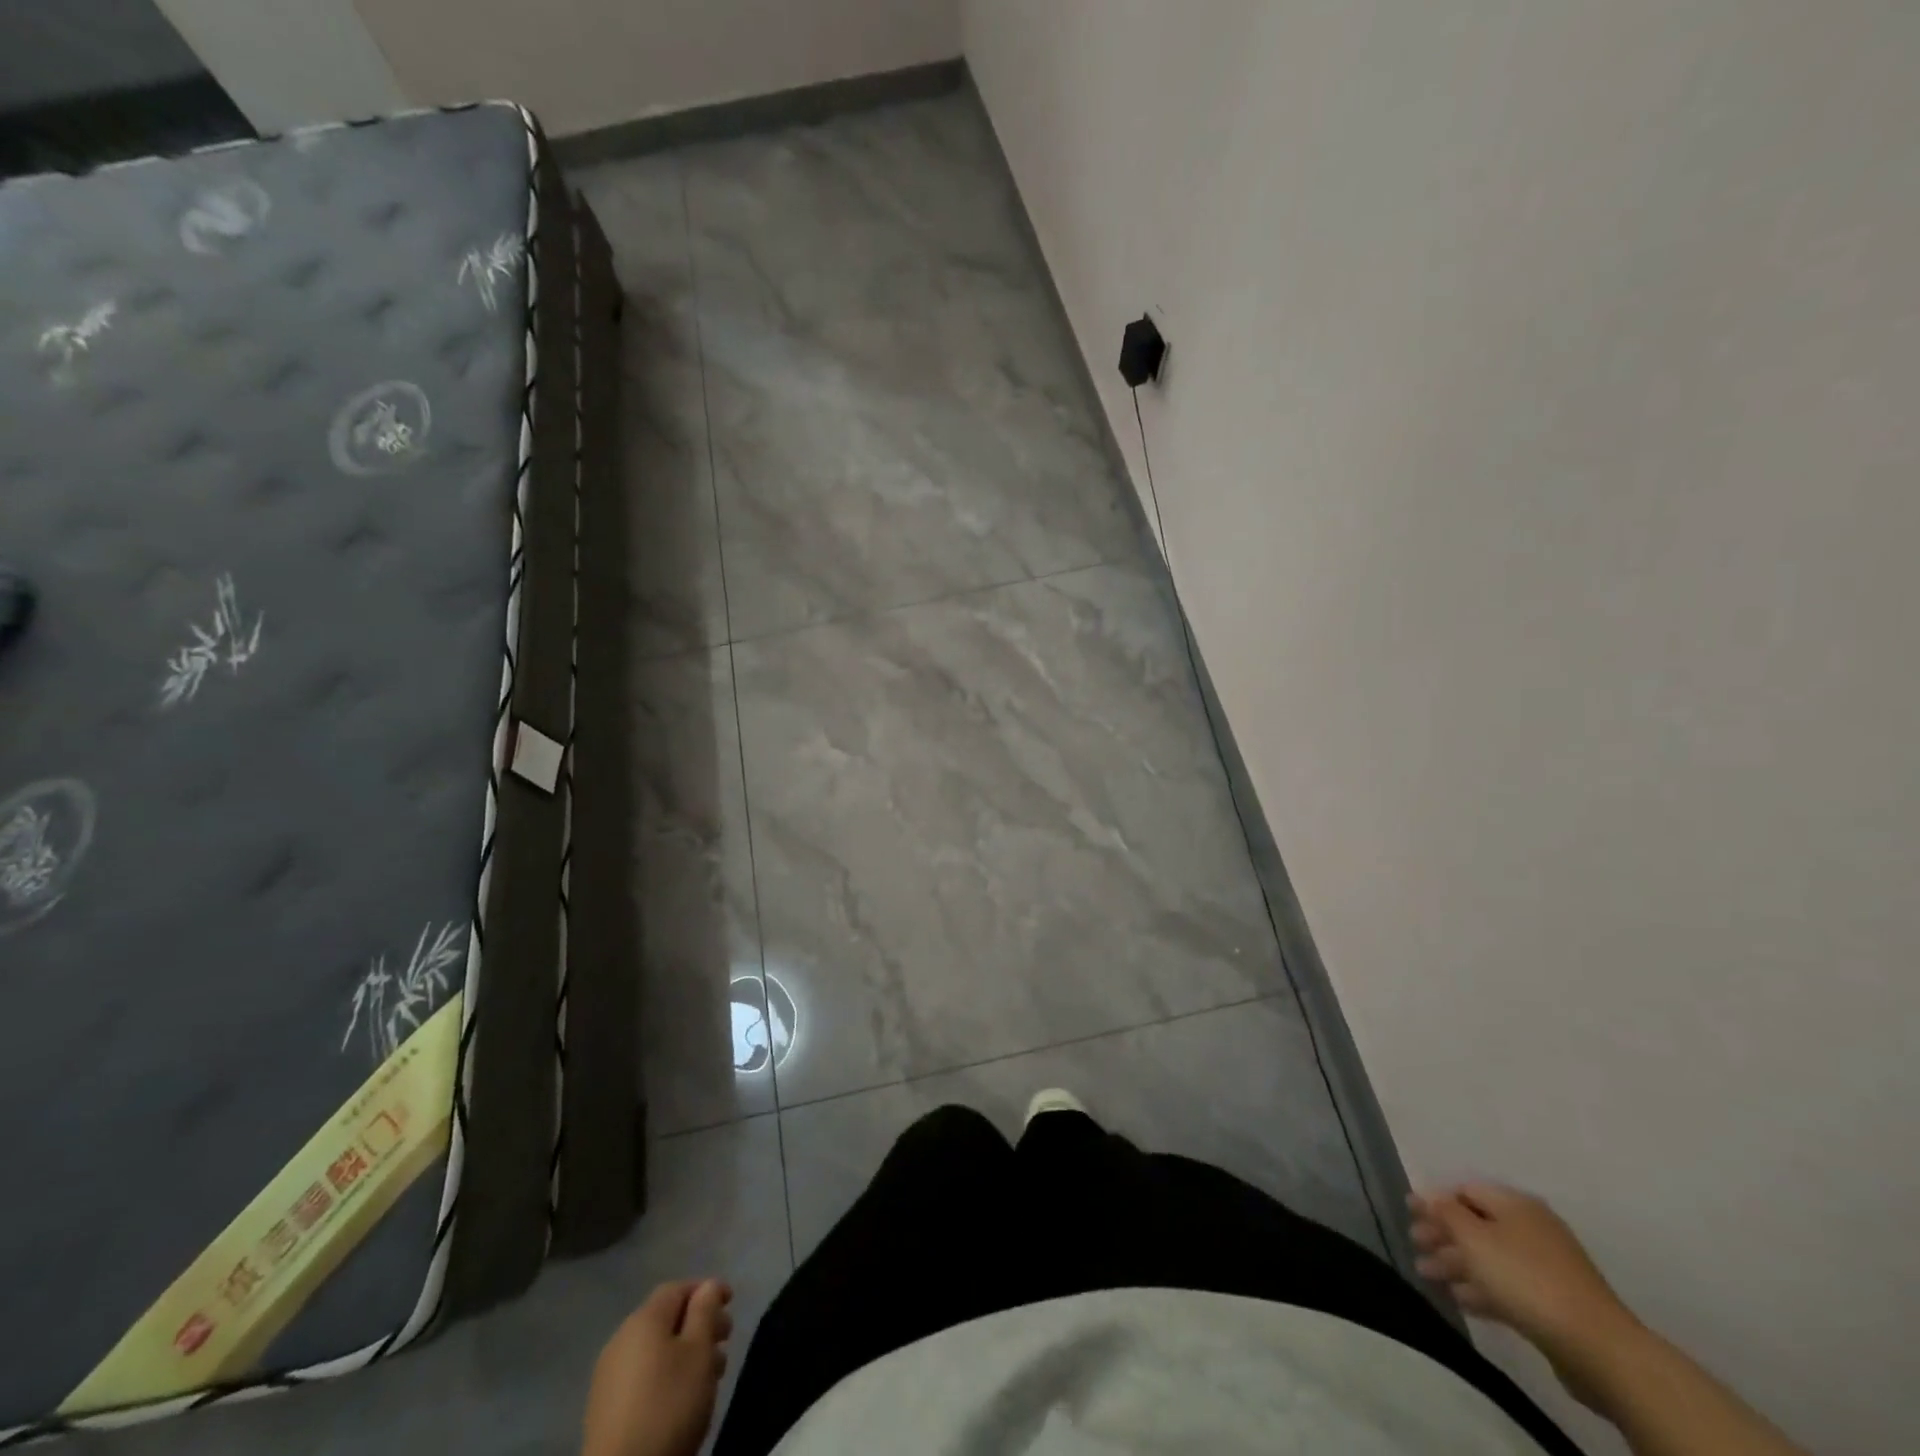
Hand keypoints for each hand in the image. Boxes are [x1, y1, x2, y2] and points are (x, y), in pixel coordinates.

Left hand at [581, 1279, 733, 1455]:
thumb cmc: (669, 1405)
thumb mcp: (699, 1351)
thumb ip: (706, 1311)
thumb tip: (708, 1285)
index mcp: (644, 1319)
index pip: (678, 1288)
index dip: (707, 1290)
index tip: (731, 1303)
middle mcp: (621, 1339)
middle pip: (666, 1319)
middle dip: (699, 1324)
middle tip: (725, 1342)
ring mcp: (608, 1376)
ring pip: (656, 1350)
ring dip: (685, 1353)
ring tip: (710, 1375)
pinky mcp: (603, 1409)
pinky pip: (642, 1376)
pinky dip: (666, 1375)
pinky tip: (681, 1399)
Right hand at [1408, 1183, 1639, 1403]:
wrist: (1598, 1347)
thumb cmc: (1526, 1279)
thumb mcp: (1474, 1238)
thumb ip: (1444, 1212)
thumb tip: (1423, 1193)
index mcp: (1515, 1204)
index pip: (1465, 1190)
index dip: (1435, 1200)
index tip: (1409, 1215)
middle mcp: (1531, 1228)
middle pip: (1476, 1224)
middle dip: (1442, 1235)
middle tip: (1415, 1247)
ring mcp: (1546, 1267)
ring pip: (1490, 1257)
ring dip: (1456, 1264)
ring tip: (1427, 1276)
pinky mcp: (1554, 1303)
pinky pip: (1507, 1286)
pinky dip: (1481, 1288)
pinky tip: (1459, 1299)